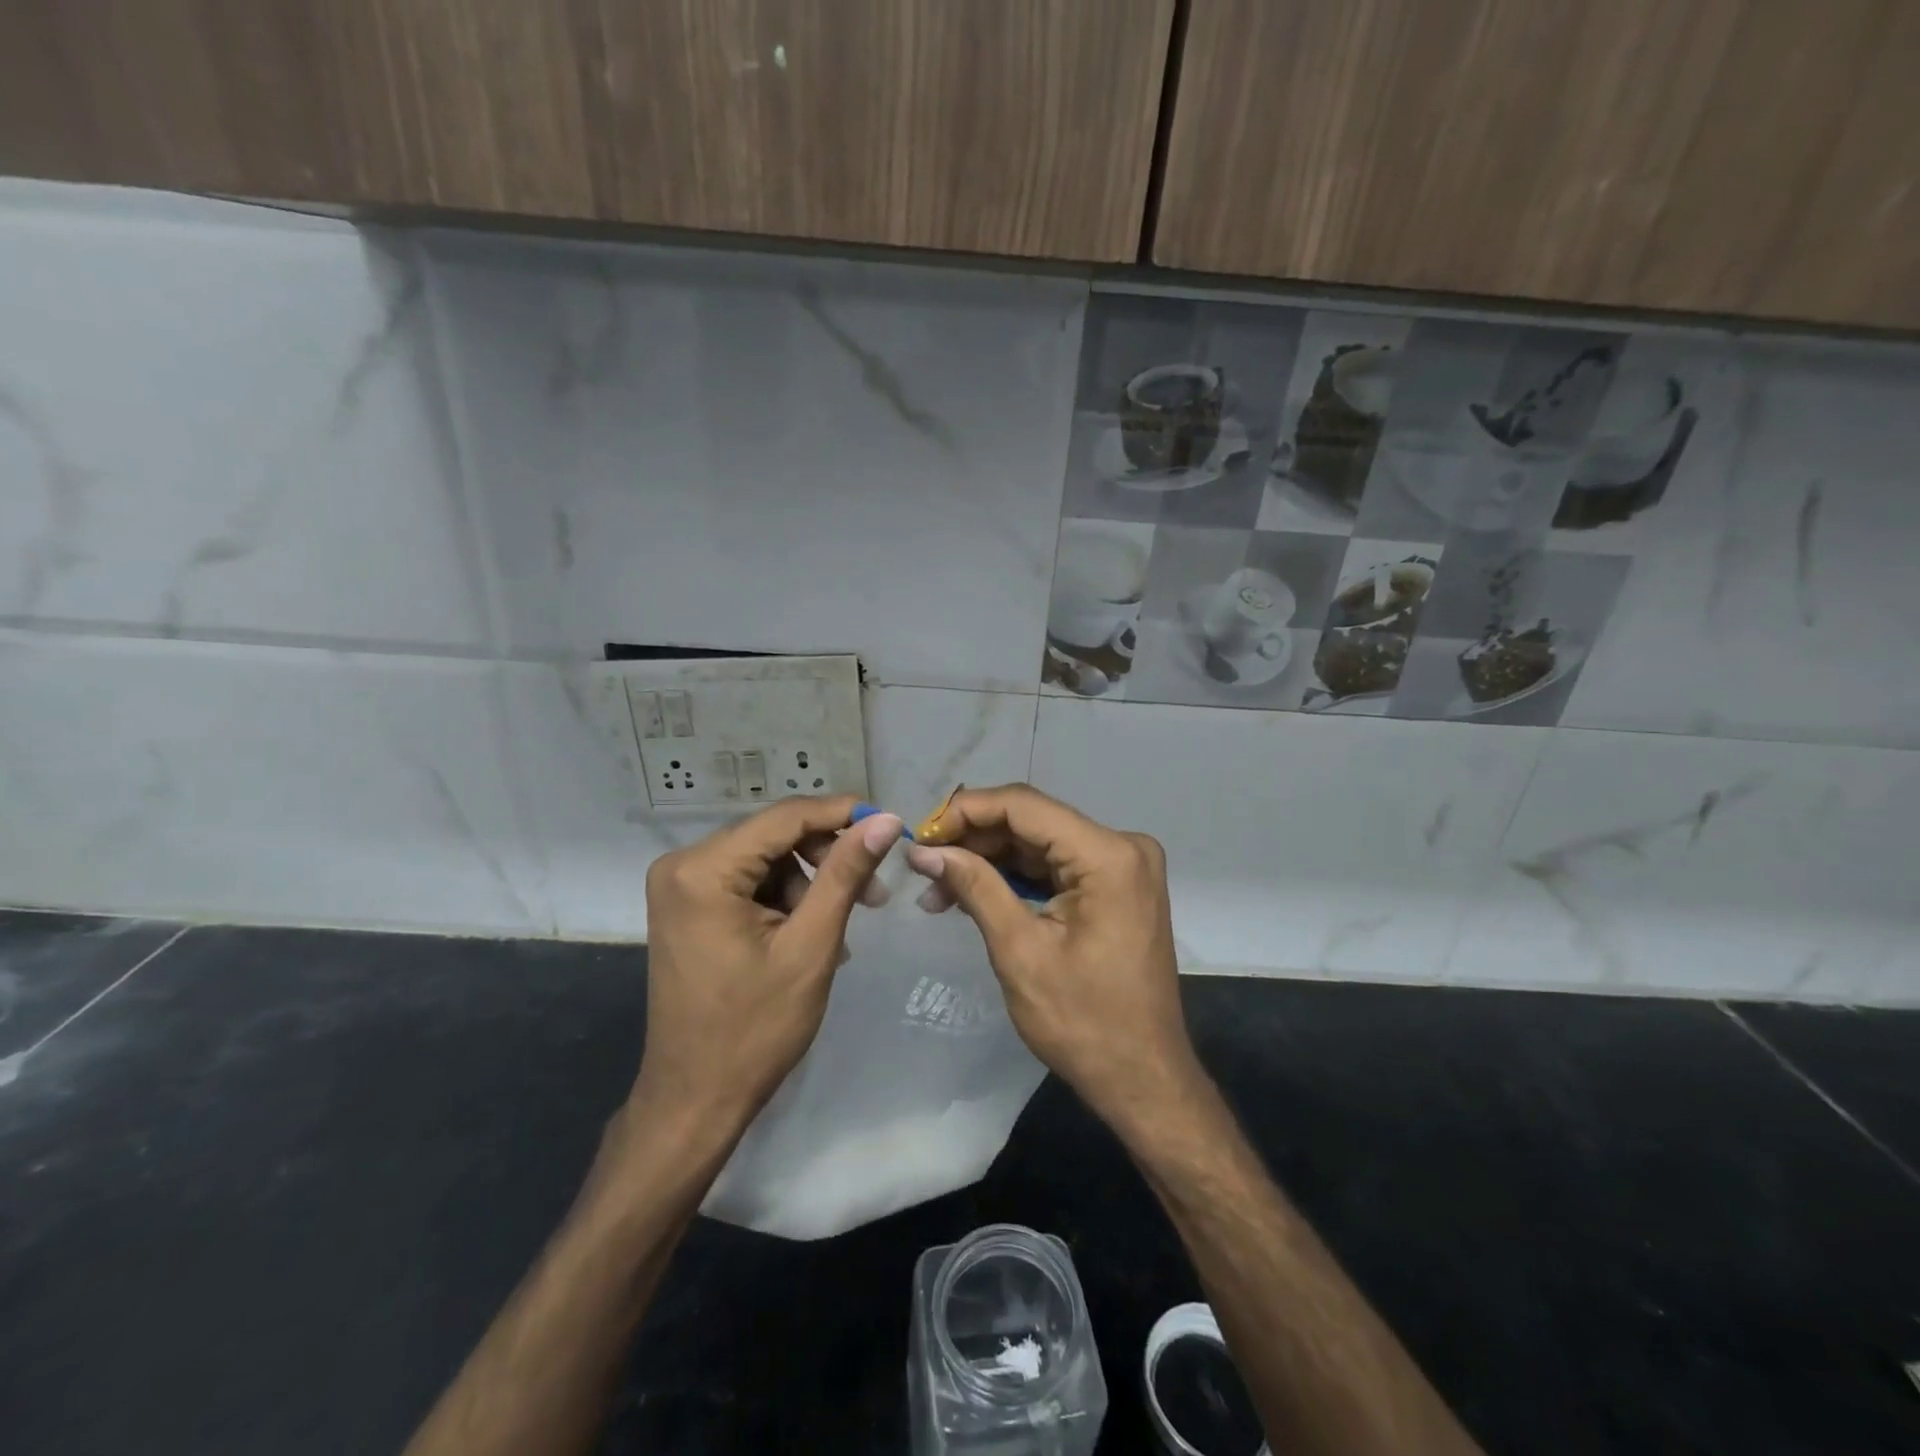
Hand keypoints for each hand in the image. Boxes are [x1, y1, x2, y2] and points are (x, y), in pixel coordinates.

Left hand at [632, 796, 902, 1133]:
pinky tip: (812, 933)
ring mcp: (681, 886)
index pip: (785, 817)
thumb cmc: (755, 1029)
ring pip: (766, 858)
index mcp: (703, 870)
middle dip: (828, 857)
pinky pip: (749, 882)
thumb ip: (846, 874)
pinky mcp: (688, 907)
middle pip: (774, 835)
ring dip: (811, 883)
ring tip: (843, 928)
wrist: (695, 1099)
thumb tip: (886, 820)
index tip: (891, 824)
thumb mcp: (811, 945)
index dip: (843, 815)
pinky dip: (786, 899)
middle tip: (876, 891)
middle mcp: (683, 865)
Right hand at [904, 785, 1198, 1128]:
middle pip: (1032, 821)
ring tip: (937, 888)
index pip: (1023, 805)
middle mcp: (1122, 846)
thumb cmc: (1083, 1022)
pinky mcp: (1117, 886)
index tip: (920, 835)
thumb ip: (974, 886)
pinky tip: (973, 892)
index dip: (965, 811)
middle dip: (973, 840)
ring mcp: (1123, 866)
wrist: (1143, 1078)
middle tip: (923, 867)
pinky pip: (1056, 866)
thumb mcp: (1019, 951)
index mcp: (1108, 854)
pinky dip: (1015, 877)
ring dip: (989, 860)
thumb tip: (924, 850)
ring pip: (1040, 843)